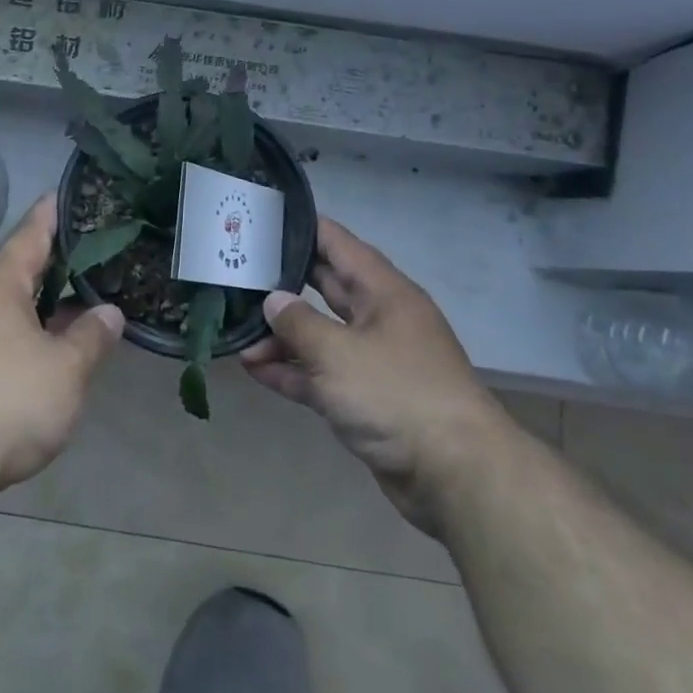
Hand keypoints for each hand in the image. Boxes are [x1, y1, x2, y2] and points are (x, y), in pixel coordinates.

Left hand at [0, 198, 123, 492]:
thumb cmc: (9, 399)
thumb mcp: (65, 367)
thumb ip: (91, 337)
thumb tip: (109, 312)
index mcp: (1, 290)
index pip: (28, 238)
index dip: (48, 216)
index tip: (61, 193)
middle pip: (21, 272)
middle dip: (54, 260)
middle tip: (91, 244)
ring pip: (17, 309)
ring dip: (48, 302)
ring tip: (85, 293)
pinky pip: (12, 338)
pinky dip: (39, 333)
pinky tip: (60, 346)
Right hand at [242, 219, 506, 519]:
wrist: (455, 474)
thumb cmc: (397, 394)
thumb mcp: (339, 353)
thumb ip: (299, 323)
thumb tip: (273, 300)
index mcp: (384, 293)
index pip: (339, 245)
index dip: (304, 228)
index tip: (265, 218)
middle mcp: (379, 319)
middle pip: (326, 289)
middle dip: (284, 282)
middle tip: (239, 270)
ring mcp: (373, 361)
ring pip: (320, 335)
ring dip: (281, 336)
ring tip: (237, 334)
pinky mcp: (365, 399)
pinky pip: (321, 375)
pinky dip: (292, 371)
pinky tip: (255, 369)